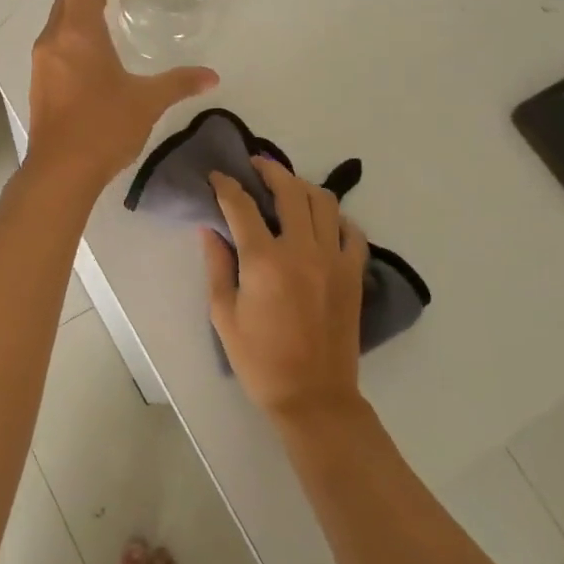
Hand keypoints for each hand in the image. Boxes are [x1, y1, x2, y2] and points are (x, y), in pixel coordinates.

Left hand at [25, 0, 217, 189]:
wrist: (60, 171)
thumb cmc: (103, 128)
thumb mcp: (147, 101)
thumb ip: (180, 82)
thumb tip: (212, 76)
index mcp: (78, 31)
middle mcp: (54, 37)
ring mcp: (42, 59)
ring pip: (60, 17)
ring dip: (83, 6)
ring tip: (114, 12)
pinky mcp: (39, 79)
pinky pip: (56, 40)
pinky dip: (75, 31)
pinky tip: (98, 53)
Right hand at [204, 157, 368, 423]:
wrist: (313, 397)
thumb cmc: (259, 360)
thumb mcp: (224, 315)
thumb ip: (217, 266)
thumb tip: (210, 230)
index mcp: (263, 260)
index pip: (241, 206)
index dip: (226, 186)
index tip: (217, 176)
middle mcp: (301, 250)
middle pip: (289, 191)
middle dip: (269, 171)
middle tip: (255, 166)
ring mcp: (333, 260)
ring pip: (324, 203)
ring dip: (302, 187)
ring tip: (288, 186)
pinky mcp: (353, 274)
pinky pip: (351, 232)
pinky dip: (337, 218)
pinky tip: (323, 220)